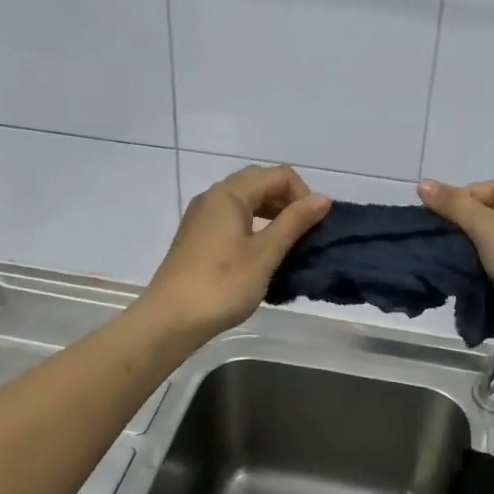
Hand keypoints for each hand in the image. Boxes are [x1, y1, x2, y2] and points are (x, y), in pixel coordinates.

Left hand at [142, 166, 330, 341]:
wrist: (171, 319)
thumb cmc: (222, 285)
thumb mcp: (265, 254)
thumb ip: (294, 222)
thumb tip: (323, 199)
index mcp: (230, 193)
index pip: (279, 175)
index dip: (303, 195)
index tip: (314, 227)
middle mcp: (213, 196)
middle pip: (260, 182)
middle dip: (287, 201)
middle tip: (303, 233)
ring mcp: (202, 216)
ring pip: (245, 200)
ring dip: (271, 213)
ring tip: (287, 244)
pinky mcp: (197, 236)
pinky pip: (232, 217)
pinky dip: (254, 225)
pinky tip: (262, 253)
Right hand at [417, 175, 493, 333]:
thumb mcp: (483, 225)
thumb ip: (452, 205)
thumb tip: (422, 184)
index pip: (474, 192)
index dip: (453, 212)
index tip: (439, 236)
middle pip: (485, 215)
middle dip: (466, 236)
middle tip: (449, 255)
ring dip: (480, 256)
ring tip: (466, 271)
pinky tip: (486, 284)